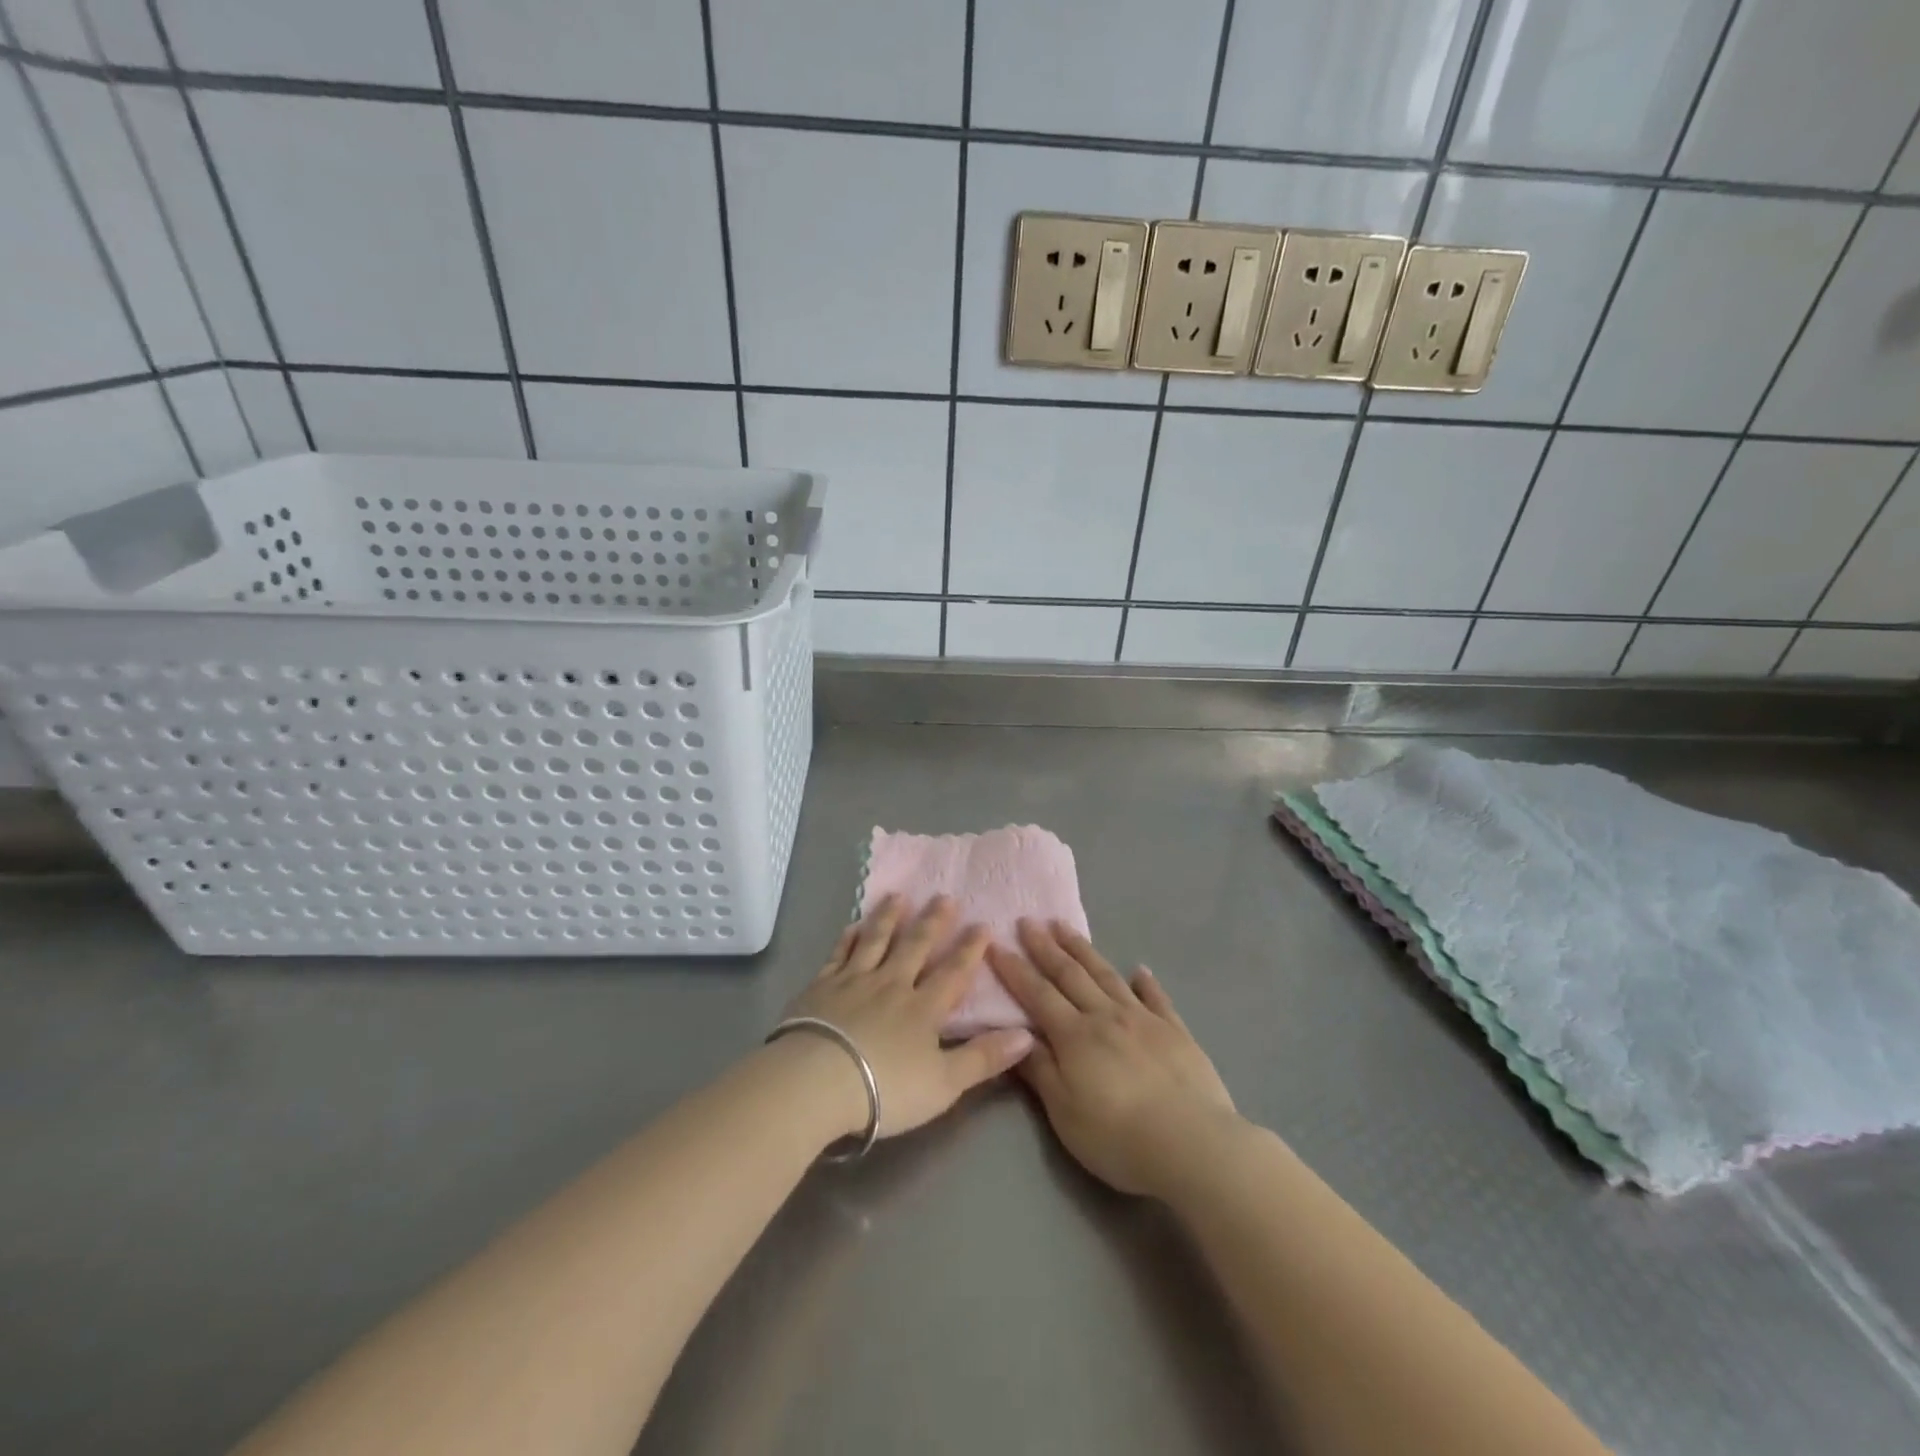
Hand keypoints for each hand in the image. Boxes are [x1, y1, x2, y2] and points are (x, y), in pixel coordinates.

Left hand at [779, 895, 1035, 1143]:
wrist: (816, 1082)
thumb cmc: (886, 1088)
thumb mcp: (945, 1083)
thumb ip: (984, 1058)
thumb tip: (1028, 1033)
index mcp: (923, 1008)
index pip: (953, 972)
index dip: (970, 949)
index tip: (983, 924)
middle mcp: (891, 984)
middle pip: (915, 946)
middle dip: (933, 921)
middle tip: (944, 896)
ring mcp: (854, 981)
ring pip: (876, 941)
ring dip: (889, 917)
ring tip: (899, 895)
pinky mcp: (821, 987)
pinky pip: (839, 954)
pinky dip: (848, 938)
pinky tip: (853, 926)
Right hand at [988, 920, 1238, 1197]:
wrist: (1192, 1144)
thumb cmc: (1118, 1136)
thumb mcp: (1065, 1112)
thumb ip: (1040, 1070)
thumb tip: (1016, 1034)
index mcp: (1075, 1036)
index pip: (1037, 994)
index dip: (1015, 969)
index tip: (997, 944)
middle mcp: (1106, 1016)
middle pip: (1070, 975)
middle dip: (1045, 947)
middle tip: (1028, 921)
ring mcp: (1144, 1020)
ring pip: (1107, 976)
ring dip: (1084, 950)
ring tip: (1066, 928)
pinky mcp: (1176, 1032)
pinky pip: (1157, 998)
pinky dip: (1146, 982)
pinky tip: (1140, 969)